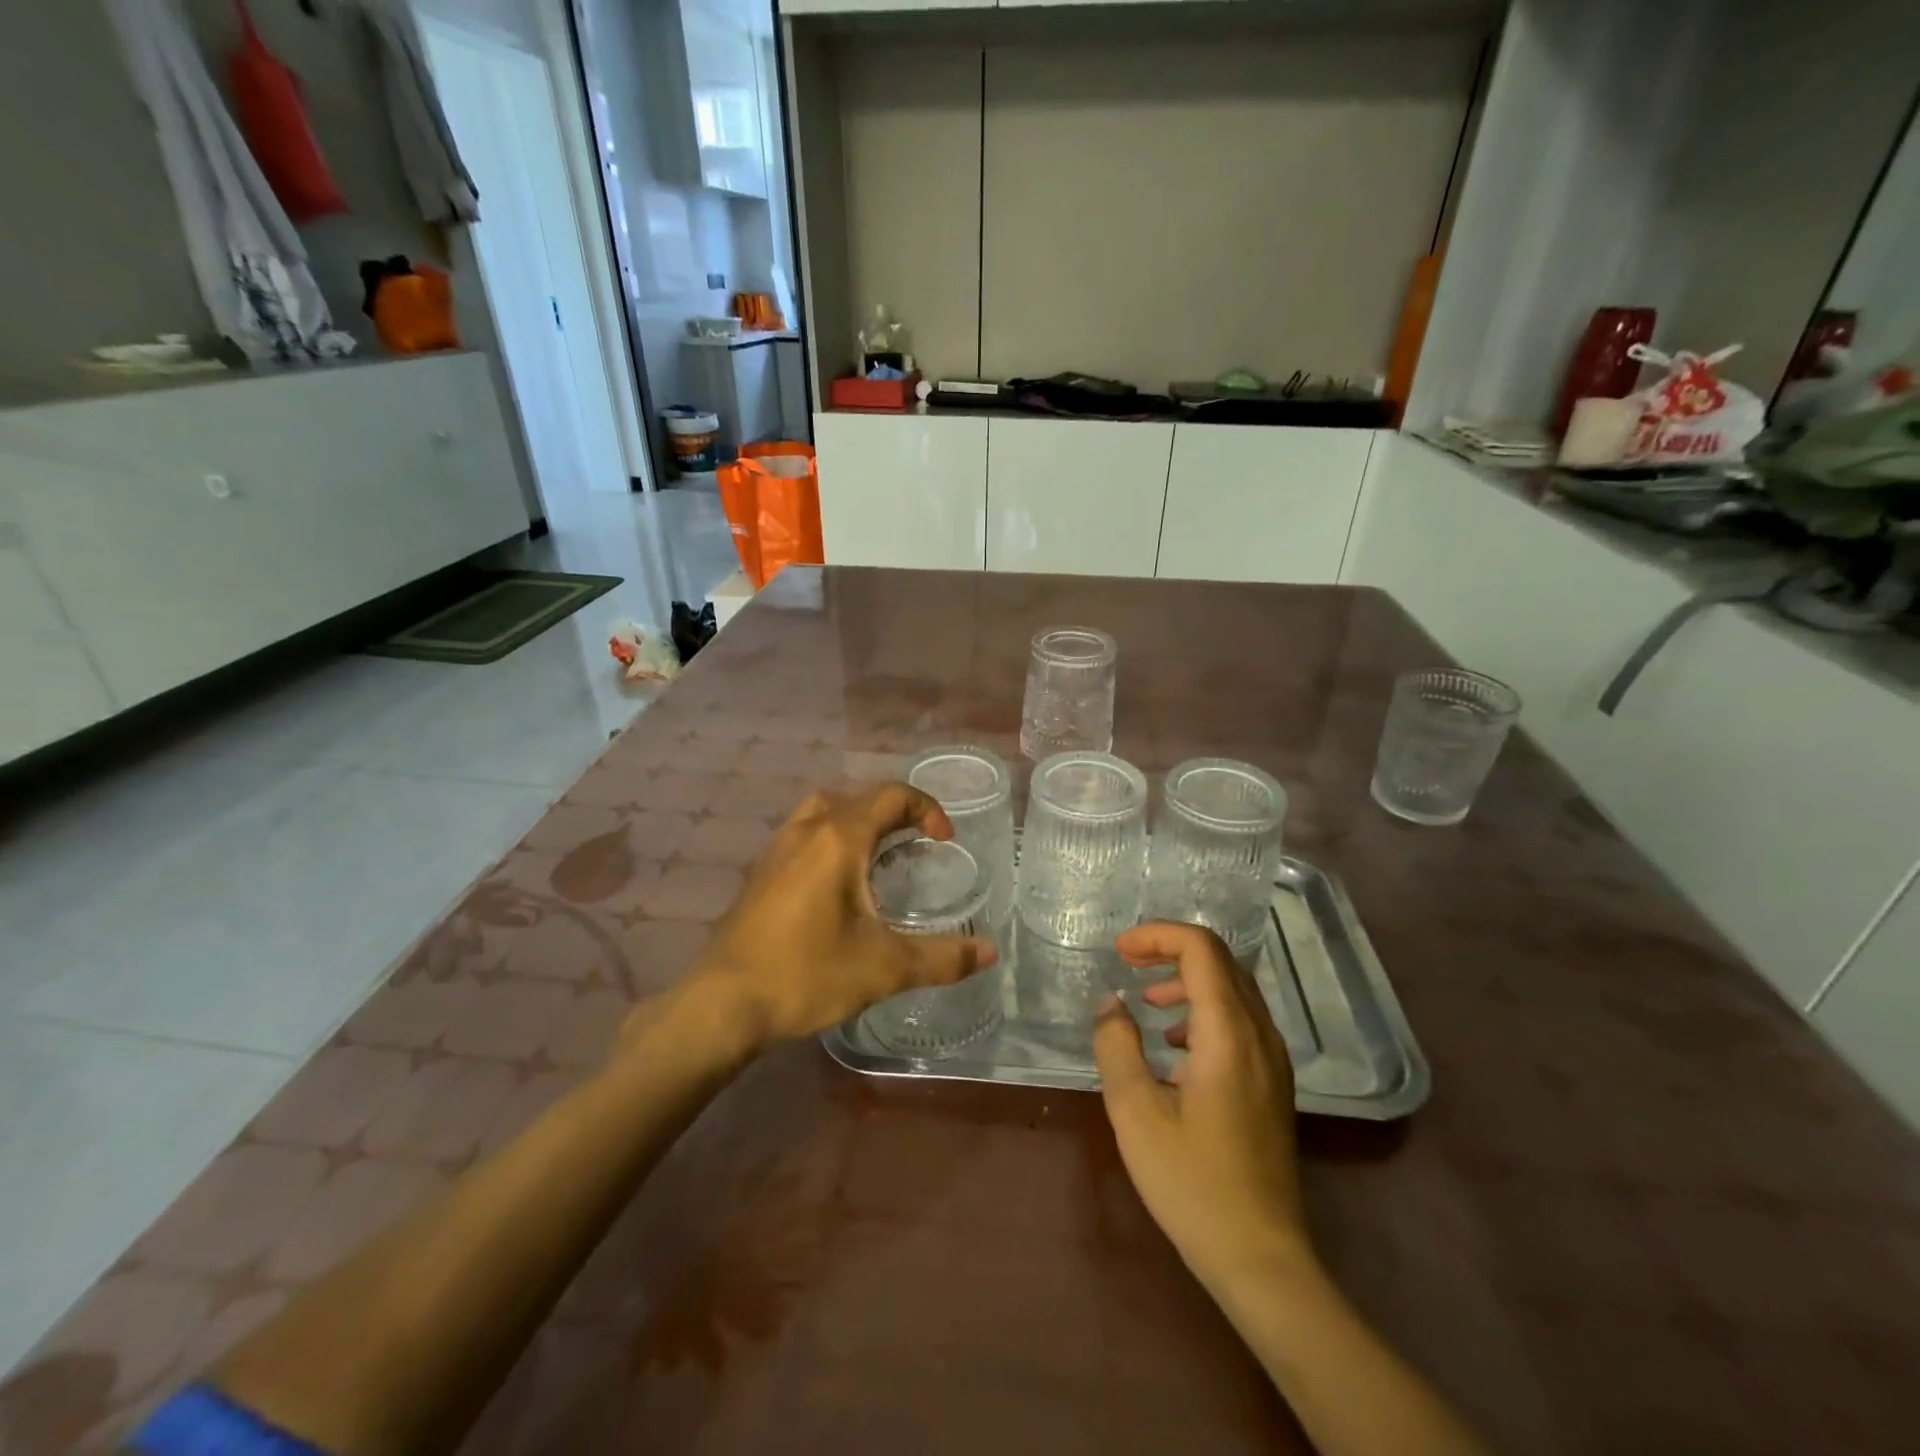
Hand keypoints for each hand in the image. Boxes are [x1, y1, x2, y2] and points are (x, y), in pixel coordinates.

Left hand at [681, 783, 997, 1052]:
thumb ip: (942, 957)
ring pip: (824, 811)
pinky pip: (803, 835)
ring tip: (878, 856)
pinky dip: (830, 839)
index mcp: (839, 839)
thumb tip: (989, 952)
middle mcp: (807, 830)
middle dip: (895, 814)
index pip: (891, 796)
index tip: (945, 842)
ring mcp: (777, 849)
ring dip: (857, 821)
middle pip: (858, 798)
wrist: (723, 1004)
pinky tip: (836, 885)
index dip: (927, 809)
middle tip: (916, 845)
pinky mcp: (759, 873)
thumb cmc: (807, 975)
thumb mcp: (884, 968)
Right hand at [1092, 922, 1312, 1290]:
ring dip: (1188, 979)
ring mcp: (1273, 1060)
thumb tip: (1110, 1003)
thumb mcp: (1135, 1113)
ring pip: (1233, 989)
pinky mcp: (1273, 1083)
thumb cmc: (1192, 1184)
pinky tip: (1174, 1046)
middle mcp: (1260, 1035)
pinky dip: (1203, 1009)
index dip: (1158, 935)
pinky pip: (1241, 1020)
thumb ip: (1116, 1046)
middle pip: (1221, 961)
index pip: (1201, 949)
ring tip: (1147, 1000)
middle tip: (1127, 963)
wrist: (1261, 1257)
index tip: (1119, 951)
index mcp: (1229, 1034)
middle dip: (1170, 950)